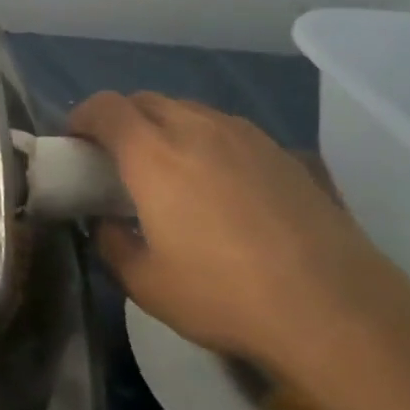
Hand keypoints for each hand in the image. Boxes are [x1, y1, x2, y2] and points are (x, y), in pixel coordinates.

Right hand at [69, 92, 378, 367]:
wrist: (335, 309)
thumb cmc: (225, 296)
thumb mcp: (147, 284)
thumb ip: (112, 245)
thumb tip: (107, 224)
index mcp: (153, 154)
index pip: (106, 108)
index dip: (82, 116)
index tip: (75, 141)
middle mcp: (196, 129)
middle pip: (146, 100)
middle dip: (121, 119)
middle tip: (117, 158)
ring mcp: (244, 136)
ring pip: (189, 110)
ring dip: (165, 126)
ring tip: (169, 168)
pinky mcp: (282, 151)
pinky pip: (227, 129)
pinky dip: (205, 140)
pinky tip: (219, 183)